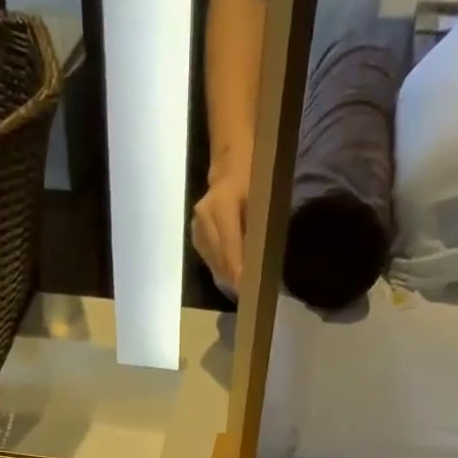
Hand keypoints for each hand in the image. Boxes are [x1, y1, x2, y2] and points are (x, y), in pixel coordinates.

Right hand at [192, 155, 249, 293]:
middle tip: (249, 293)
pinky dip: (221, 267)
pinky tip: (231, 272)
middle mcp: (204, 219)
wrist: (231, 164)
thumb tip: (258, 266)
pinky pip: (208, 258)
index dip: (239, 273)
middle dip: (234, 278)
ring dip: (227, 275)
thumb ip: (257, 232)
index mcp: (220, 207)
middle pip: (219, 260)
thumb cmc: (254, 177)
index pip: (229, 251)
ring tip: (242, 285)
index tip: (250, 291)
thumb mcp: (262, 199)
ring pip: (213, 262)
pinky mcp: (195, 235)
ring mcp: (196, 228)